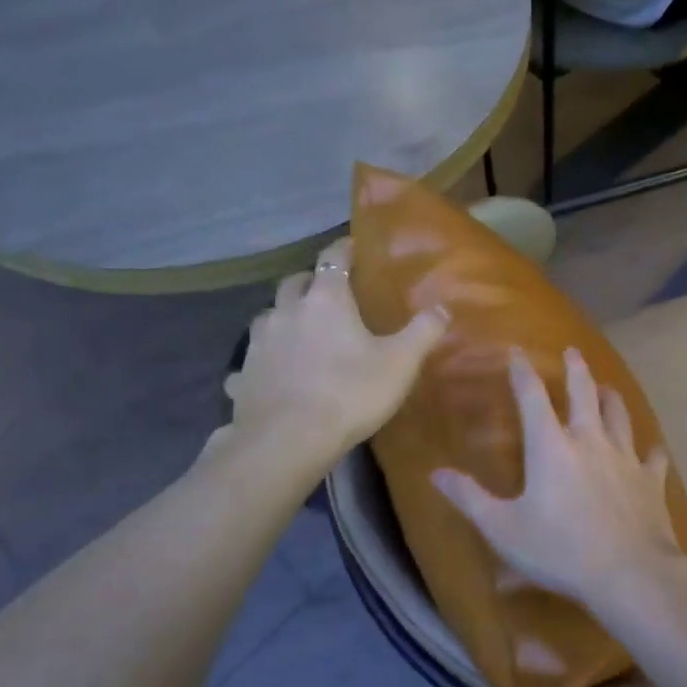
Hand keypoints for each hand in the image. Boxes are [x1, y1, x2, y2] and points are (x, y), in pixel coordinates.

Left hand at [218, 237, 448, 473]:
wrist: (289, 440)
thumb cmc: (350, 393)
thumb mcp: (400, 364)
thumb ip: (423, 332)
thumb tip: (443, 308)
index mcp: (326, 300)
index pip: (333, 259)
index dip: (343, 249)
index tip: (352, 246)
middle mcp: (287, 312)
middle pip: (294, 282)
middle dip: (310, 281)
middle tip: (326, 292)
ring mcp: (259, 343)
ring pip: (268, 316)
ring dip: (283, 317)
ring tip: (298, 331)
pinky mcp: (242, 375)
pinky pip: (250, 361)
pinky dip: (261, 362)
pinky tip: (268, 375)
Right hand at [431, 348, 686, 611]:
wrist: (629, 573)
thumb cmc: (559, 550)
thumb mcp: (502, 528)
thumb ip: (469, 498)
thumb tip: (435, 474)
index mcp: (551, 447)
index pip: (532, 398)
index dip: (523, 373)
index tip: (518, 352)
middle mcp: (590, 441)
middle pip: (584, 394)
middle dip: (576, 370)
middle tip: (573, 351)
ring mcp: (625, 458)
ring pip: (619, 416)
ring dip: (611, 398)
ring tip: (607, 387)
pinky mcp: (651, 481)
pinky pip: (652, 457)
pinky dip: (650, 450)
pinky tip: (652, 450)